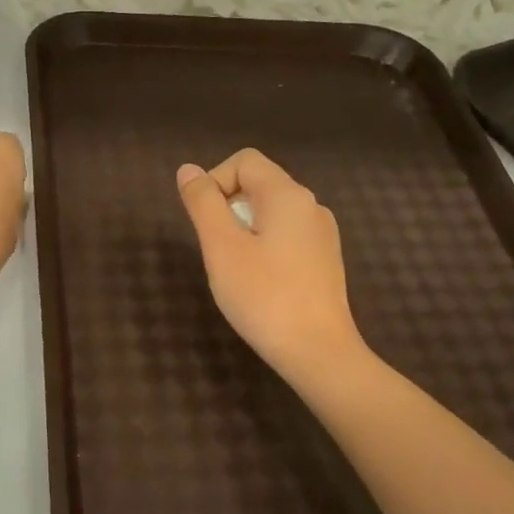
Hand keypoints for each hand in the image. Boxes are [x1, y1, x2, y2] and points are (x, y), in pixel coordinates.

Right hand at [177, 150, 367, 386]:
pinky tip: (259, 282)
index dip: (215, 180)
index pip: (244, 161)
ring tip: (234, 268)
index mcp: (288, 195)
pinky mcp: (325, 261)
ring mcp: (322, 234)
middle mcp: (311, 205)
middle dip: (228, 206)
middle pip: (260, 183)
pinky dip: (264, 245)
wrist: (318, 352)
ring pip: (272, 212)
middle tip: (215, 249)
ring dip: (244, 228)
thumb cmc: (264, 296)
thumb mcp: (222, 247)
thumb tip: (188, 170)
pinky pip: (287, 235)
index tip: (203, 220)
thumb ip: (203, 203)